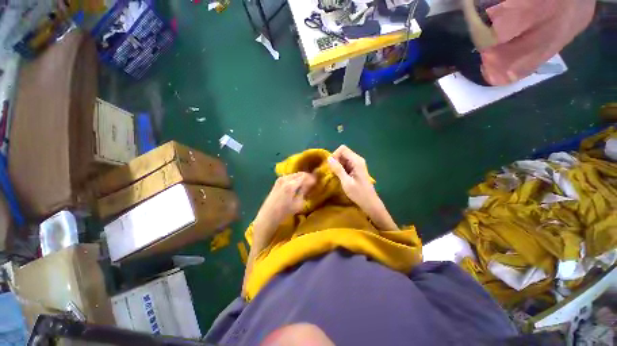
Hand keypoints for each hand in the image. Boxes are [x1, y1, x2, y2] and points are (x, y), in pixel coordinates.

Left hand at [253, 172, 315, 241]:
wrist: (268, 215)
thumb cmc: (284, 212)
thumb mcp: (298, 203)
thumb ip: (304, 191)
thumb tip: (310, 183)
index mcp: (291, 185)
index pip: (305, 176)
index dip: (313, 178)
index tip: (318, 181)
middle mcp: (285, 179)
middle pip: (300, 173)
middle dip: (307, 177)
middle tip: (313, 183)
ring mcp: (280, 179)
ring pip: (295, 174)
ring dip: (301, 178)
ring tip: (306, 184)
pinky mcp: (277, 182)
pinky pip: (290, 177)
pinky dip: (295, 179)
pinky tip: (297, 185)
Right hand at [327, 145, 378, 210]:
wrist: (370, 203)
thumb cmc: (358, 193)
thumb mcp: (346, 182)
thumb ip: (338, 169)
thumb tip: (329, 158)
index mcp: (356, 161)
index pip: (342, 149)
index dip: (335, 155)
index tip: (332, 167)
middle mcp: (357, 159)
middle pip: (343, 153)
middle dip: (336, 161)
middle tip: (333, 172)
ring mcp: (357, 164)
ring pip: (343, 159)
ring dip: (337, 165)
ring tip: (336, 176)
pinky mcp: (355, 169)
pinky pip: (345, 164)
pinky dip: (340, 169)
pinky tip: (340, 177)